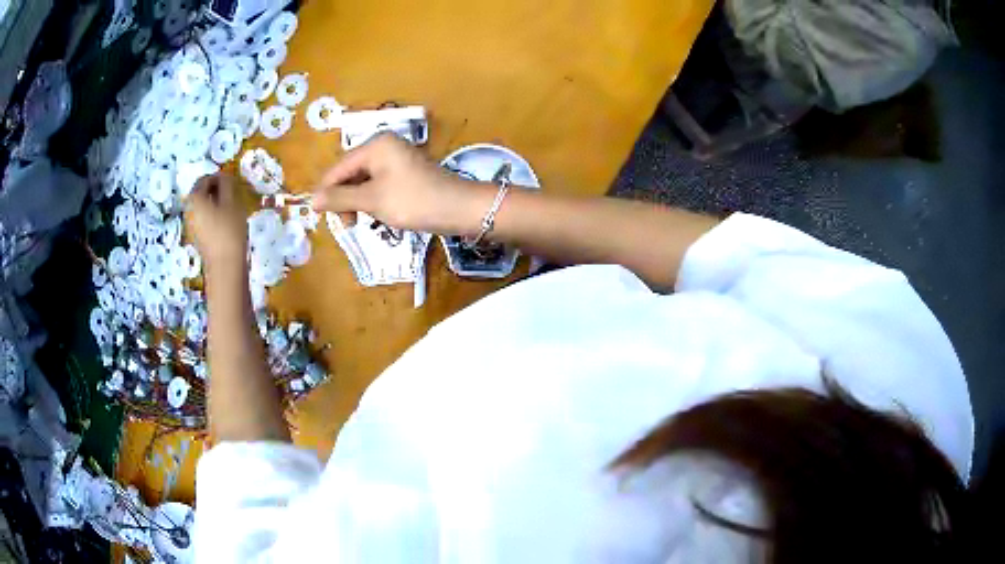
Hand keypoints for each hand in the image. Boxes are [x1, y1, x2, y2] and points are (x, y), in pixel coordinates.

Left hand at [186, 173, 247, 272]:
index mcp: (194, 199)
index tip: (232, 181)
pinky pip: (202, 218)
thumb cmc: (229, 231)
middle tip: (232, 193)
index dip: (219, 177)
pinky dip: (212, 214)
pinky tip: (225, 222)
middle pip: (201, 192)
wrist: (226, 266)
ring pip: (202, 206)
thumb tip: (224, 176)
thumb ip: (226, 184)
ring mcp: (190, 225)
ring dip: (214, 202)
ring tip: (230, 207)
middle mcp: (188, 210)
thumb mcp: (231, 202)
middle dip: (215, 190)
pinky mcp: (195, 236)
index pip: (205, 179)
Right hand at [312, 133, 487, 234]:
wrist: (460, 209)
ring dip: (359, 202)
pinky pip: (378, 185)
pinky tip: (381, 215)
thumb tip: (311, 200)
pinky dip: (374, 201)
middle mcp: (383, 146)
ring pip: (363, 182)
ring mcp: (395, 159)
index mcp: (374, 145)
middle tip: (351, 224)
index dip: (327, 193)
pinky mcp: (404, 174)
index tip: (324, 218)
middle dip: (345, 199)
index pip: (337, 168)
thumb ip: (340, 198)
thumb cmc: (414, 201)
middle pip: (349, 173)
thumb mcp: (372, 200)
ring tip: (367, 221)